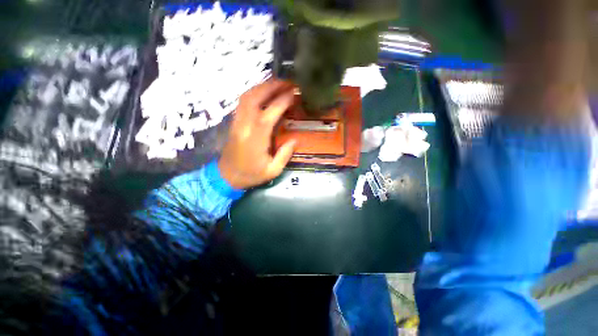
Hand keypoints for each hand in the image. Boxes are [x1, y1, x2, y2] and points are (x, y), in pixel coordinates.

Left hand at [218, 79, 297, 189]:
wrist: (226, 177)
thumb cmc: (251, 175)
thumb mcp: (272, 171)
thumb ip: (284, 155)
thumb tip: (295, 139)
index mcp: (255, 141)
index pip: (268, 115)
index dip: (281, 102)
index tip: (294, 94)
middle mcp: (244, 127)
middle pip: (253, 99)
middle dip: (271, 87)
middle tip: (287, 82)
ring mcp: (237, 122)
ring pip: (246, 97)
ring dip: (262, 87)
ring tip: (278, 84)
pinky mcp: (234, 122)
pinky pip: (243, 102)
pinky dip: (255, 92)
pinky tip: (265, 92)